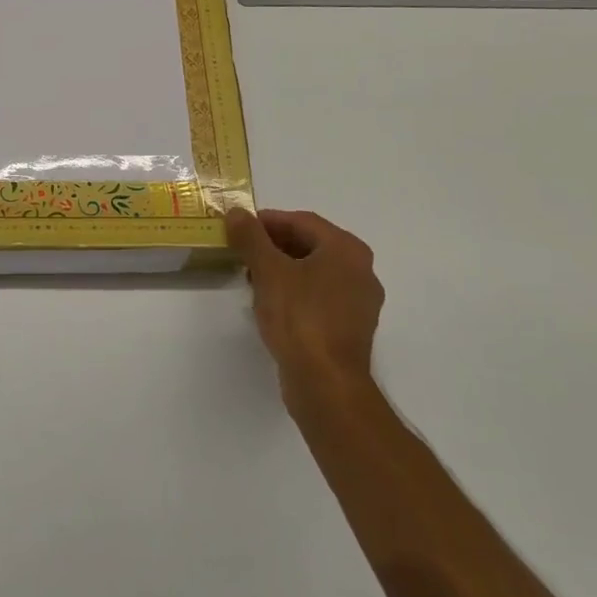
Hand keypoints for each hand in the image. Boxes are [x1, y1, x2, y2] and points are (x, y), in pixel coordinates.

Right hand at [228, 208, 385, 409]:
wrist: (326, 383)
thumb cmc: (299, 318)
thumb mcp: (268, 271)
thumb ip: (251, 237)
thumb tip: (237, 212)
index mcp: (346, 250)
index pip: (302, 221)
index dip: (268, 221)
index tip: (239, 227)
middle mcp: (360, 270)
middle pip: (310, 245)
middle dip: (273, 245)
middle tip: (242, 251)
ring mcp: (359, 301)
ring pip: (314, 272)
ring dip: (282, 269)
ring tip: (251, 278)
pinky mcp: (350, 327)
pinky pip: (319, 296)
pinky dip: (294, 292)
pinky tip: (270, 304)